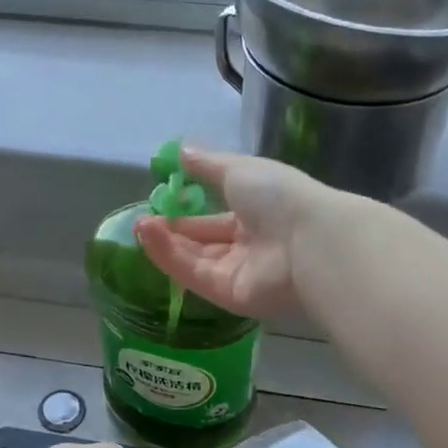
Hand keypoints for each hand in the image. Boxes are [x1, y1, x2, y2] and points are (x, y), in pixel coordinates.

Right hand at [133, 148, 346, 317]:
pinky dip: (170, 257)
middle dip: (172, 230)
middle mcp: (248, 246)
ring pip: (194, 259)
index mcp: (256, 214)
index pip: (215, 217)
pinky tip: (149, 237)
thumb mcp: (239, 169)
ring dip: (165, 243)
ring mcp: (239, 273)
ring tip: (139, 226)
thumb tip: (181, 152)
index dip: (187, 210)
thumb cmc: (278, 195)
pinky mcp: (229, 296)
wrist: (308, 238)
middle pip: (202, 242)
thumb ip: (207, 165)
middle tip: (142, 219)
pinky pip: (194, 275)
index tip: (159, 202)